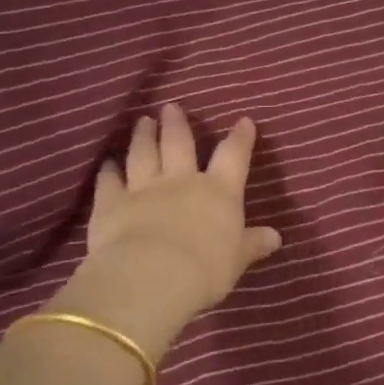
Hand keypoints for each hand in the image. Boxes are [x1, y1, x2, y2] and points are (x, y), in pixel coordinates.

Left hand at [60, 104, 281, 360]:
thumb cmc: (205, 269)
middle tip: (171, 107)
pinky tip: (107, 163)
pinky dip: (108, 171)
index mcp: (218, 191)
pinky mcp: (111, 203)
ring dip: (143, 137)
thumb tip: (276, 236)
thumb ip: (253, 244)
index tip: (244, 121)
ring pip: (143, 154)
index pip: (233, 156)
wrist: (151, 277)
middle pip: (179, 144)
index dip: (240, 138)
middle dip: (177, 124)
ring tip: (143, 121)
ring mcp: (143, 188)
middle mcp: (181, 181)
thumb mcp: (237, 260)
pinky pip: (110, 182)